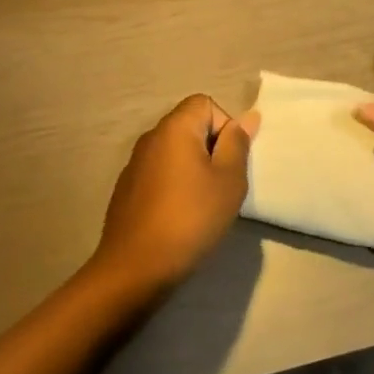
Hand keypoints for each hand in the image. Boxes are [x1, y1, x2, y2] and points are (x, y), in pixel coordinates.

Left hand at [92, 94, 258, 296]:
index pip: (206, 103)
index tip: (229, 162)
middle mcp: (151, 137)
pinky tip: (177, 218)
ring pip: (175, 152)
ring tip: (202, 205)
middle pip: (190, 126)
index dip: (225, 127)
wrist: (134, 269)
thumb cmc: (190, 219)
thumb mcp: (228, 181)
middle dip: (211, 150)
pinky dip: (173, 187)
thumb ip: (238, 144)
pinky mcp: (126, 189)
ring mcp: (134, 163)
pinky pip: (159, 174)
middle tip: (221, 186)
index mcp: (175, 127)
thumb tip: (247, 117)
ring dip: (192, 170)